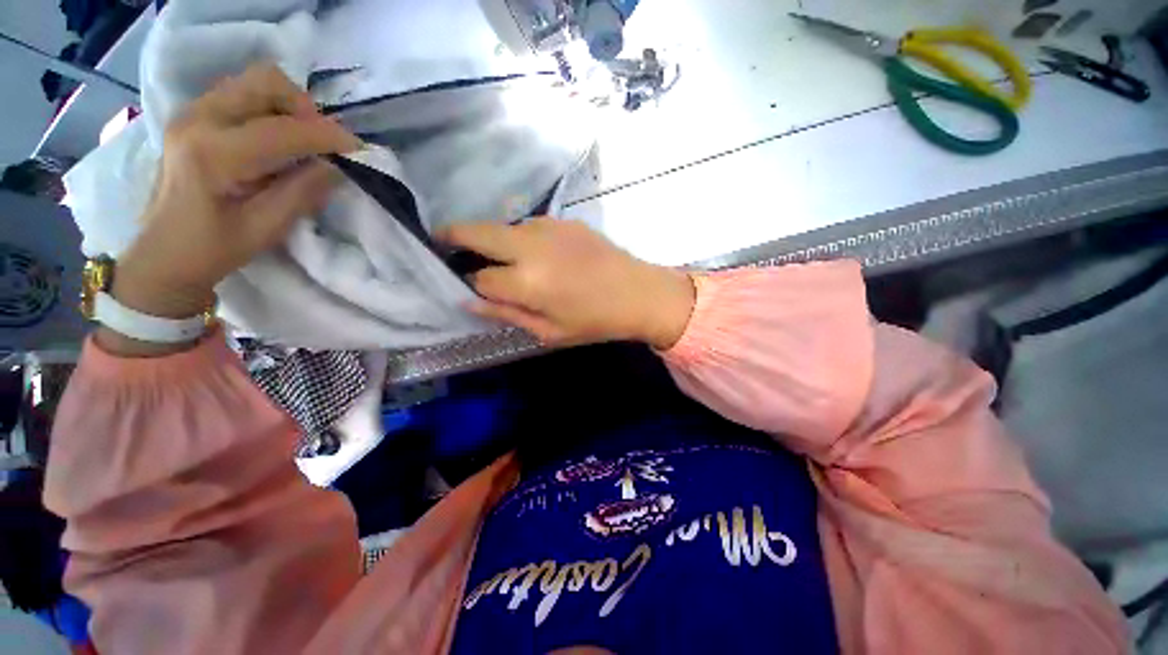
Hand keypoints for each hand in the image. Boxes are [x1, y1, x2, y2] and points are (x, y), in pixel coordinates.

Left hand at [100, 64, 359, 355]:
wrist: (164, 252)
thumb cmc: (214, 247)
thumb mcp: (266, 228)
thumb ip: (303, 192)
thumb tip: (337, 167)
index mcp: (213, 153)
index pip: (282, 130)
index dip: (327, 136)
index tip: (358, 149)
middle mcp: (199, 119)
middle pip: (265, 82)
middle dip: (305, 109)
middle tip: (323, 142)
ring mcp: (193, 112)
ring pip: (255, 83)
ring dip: (289, 107)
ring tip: (303, 142)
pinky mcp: (194, 116)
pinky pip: (243, 95)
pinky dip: (271, 110)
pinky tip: (279, 140)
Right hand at [439, 218, 695, 348]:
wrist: (638, 293)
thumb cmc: (595, 321)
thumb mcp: (548, 332)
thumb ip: (506, 313)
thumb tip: (468, 300)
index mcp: (527, 282)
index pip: (478, 278)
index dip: (468, 284)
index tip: (464, 286)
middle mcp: (530, 246)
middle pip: (475, 233)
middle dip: (451, 237)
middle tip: (443, 246)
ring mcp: (547, 227)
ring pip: (502, 228)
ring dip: (491, 240)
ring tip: (498, 258)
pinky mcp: (563, 220)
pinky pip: (528, 227)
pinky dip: (518, 238)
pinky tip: (534, 254)